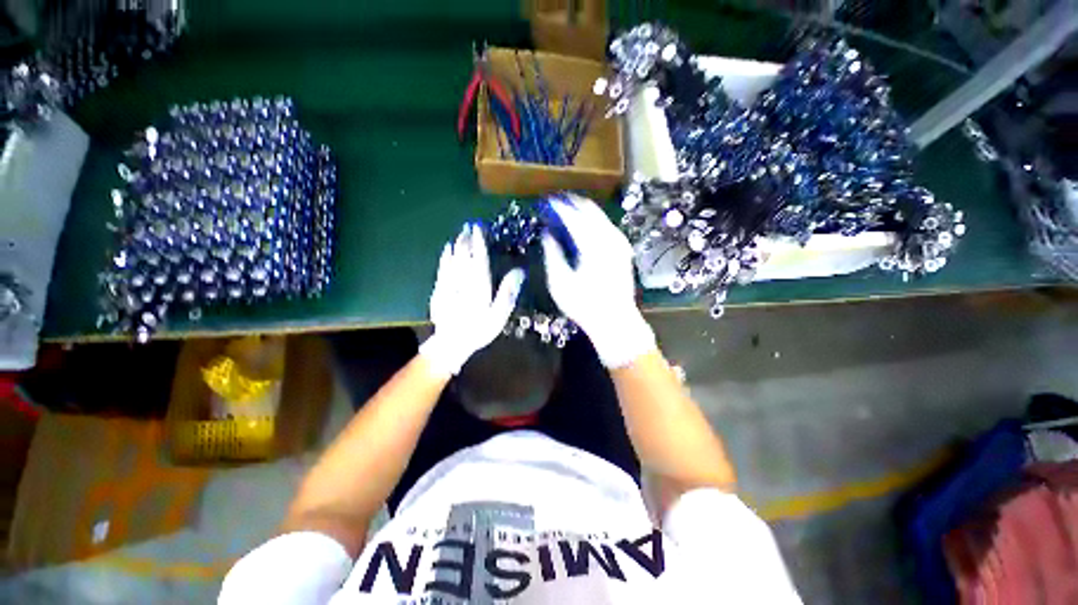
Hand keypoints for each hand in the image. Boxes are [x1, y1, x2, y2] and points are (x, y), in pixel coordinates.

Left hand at [419, 224, 524, 376]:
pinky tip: (446, 250)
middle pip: (464, 255)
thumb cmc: (479, 329)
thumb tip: (519, 271)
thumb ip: (508, 292)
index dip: (479, 242)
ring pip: (452, 259)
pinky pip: (442, 268)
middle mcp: (463, 280)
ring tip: (460, 234)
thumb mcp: (499, 314)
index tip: (479, 229)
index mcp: (479, 285)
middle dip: (466, 239)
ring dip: (456, 245)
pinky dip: (445, 257)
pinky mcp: (439, 289)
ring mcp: (449, 284)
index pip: (479, 258)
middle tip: (468, 226)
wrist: (451, 343)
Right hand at [541, 195, 655, 367]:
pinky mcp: (623, 250)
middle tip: (556, 204)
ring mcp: (619, 244)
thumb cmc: (584, 305)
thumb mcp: (560, 283)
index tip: (547, 201)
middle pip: (590, 210)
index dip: (559, 207)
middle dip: (572, 203)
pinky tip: (584, 227)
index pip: (573, 216)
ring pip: (600, 216)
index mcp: (592, 245)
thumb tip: (548, 234)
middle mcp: (609, 239)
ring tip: (566, 213)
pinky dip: (593, 221)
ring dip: (583, 211)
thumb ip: (552, 254)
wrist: (615, 320)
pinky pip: (606, 226)